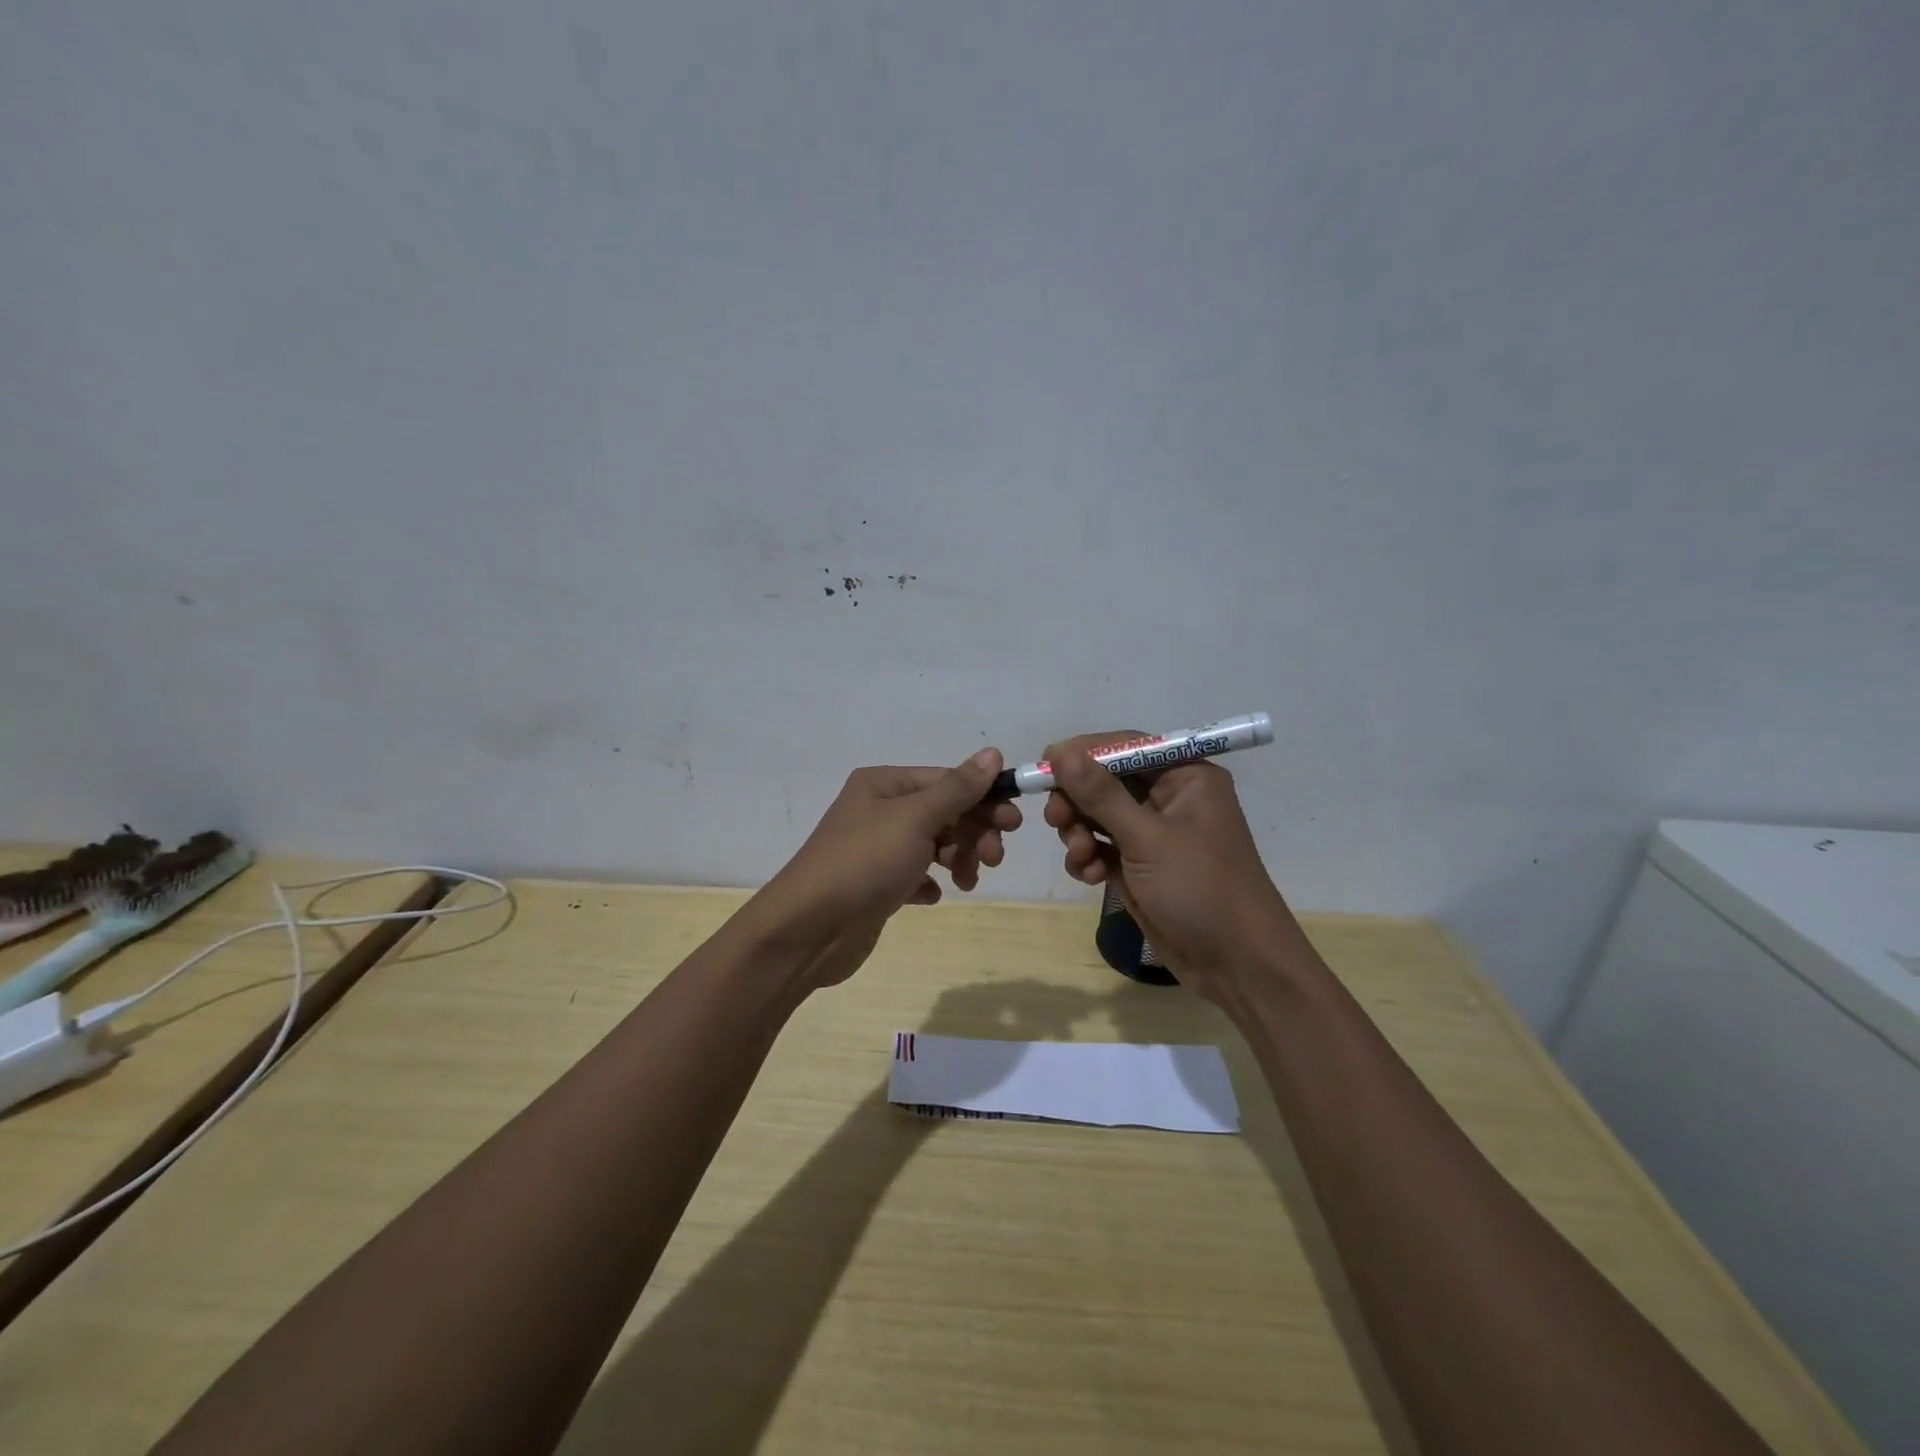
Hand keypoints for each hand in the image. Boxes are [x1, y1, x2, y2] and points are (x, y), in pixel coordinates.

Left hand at [749, 748, 1020, 987]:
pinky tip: (932, 895)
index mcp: (884, 785)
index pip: (946, 780)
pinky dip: (930, 881)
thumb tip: (993, 753)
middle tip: (995, 857)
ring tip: (967, 880)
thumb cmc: (864, 862)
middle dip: (973, 832)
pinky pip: (915, 875)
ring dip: (958, 858)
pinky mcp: (876, 885)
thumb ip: (957, 788)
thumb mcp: (915, 819)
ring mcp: (876, 849)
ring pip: (933, 844)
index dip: (983, 798)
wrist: (809, 929)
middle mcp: (879, 810)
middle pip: (943, 812)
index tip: (1014, 823)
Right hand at [1042, 731, 1301, 998]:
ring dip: (1080, 833)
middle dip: (1078, 801)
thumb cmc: (1201, 888)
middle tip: (1056, 819)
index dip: (1084, 753)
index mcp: (1185, 777)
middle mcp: (1169, 799)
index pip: (1126, 747)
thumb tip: (1060, 752)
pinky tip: (1091, 877)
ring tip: (1081, 857)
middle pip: (1105, 781)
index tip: (1044, 764)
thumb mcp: (1148, 838)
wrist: (1236, 965)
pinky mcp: (1139, 867)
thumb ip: (1101, 795)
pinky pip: (1101, 848)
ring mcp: (1153, 835)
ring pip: (1098, 816)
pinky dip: (1089, 858)